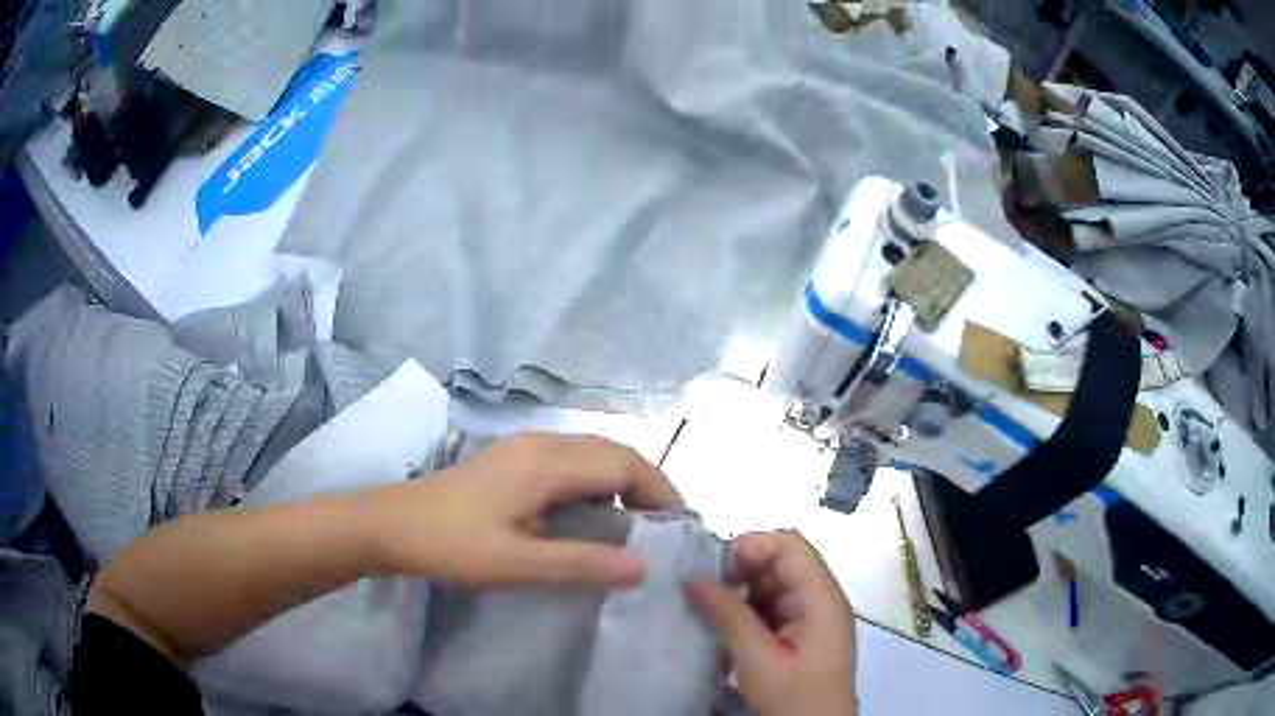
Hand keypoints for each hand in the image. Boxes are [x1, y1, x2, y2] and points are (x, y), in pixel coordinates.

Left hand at [363, 432, 683, 589]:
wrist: (391, 524)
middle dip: (646, 484)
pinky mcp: (512, 459)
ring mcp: (524, 447)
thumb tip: (644, 569)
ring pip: (592, 454)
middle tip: (662, 529)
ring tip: (634, 525)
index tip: (678, 527)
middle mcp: (541, 444)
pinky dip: (595, 482)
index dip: (659, 490)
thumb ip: (580, 563)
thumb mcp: (516, 563)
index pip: (624, 464)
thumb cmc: (451, 544)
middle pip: (613, 451)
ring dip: (621, 482)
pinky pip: (570, 461)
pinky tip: (588, 516)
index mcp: (546, 463)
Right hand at [687, 531, 856, 715]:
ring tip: (714, 615)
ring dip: (744, 594)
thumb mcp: (756, 659)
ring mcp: (815, 615)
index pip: (791, 545)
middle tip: (707, 595)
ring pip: (776, 584)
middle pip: (783, 561)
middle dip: (743, 572)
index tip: (716, 572)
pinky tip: (730, 632)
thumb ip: (728, 616)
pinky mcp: (805, 632)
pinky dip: (751, 612)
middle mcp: (823, 598)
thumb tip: (693, 579)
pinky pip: (776, 606)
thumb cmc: (793, 697)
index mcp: (822, 597)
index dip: (753, 547)